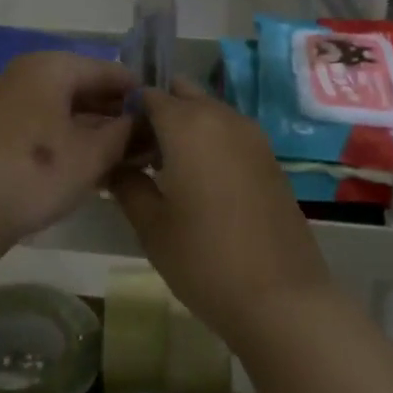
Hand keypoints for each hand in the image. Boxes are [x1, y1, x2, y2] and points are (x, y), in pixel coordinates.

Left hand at [0, 51, 137, 257]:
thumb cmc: (34, 173)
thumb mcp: (93, 154)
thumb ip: (126, 132)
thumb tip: (143, 121)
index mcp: (51, 66)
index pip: (111, 71)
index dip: (141, 96)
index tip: (166, 122)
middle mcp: (28, 75)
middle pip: (87, 88)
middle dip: (118, 116)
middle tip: (149, 146)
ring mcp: (10, 103)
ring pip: (67, 111)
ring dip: (97, 132)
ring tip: (128, 160)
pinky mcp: (0, 131)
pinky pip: (47, 126)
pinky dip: (71, 142)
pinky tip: (94, 168)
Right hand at [109, 80, 331, 343]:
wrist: (280, 297)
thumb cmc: (204, 259)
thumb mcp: (151, 225)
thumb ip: (127, 185)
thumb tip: (113, 165)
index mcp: (189, 124)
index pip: (148, 96)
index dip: (127, 113)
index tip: (112, 144)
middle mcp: (223, 118)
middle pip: (183, 96)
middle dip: (158, 114)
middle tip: (138, 154)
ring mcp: (253, 137)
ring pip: (210, 113)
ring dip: (185, 128)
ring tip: (164, 171)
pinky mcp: (270, 159)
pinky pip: (230, 134)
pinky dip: (210, 142)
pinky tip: (198, 182)